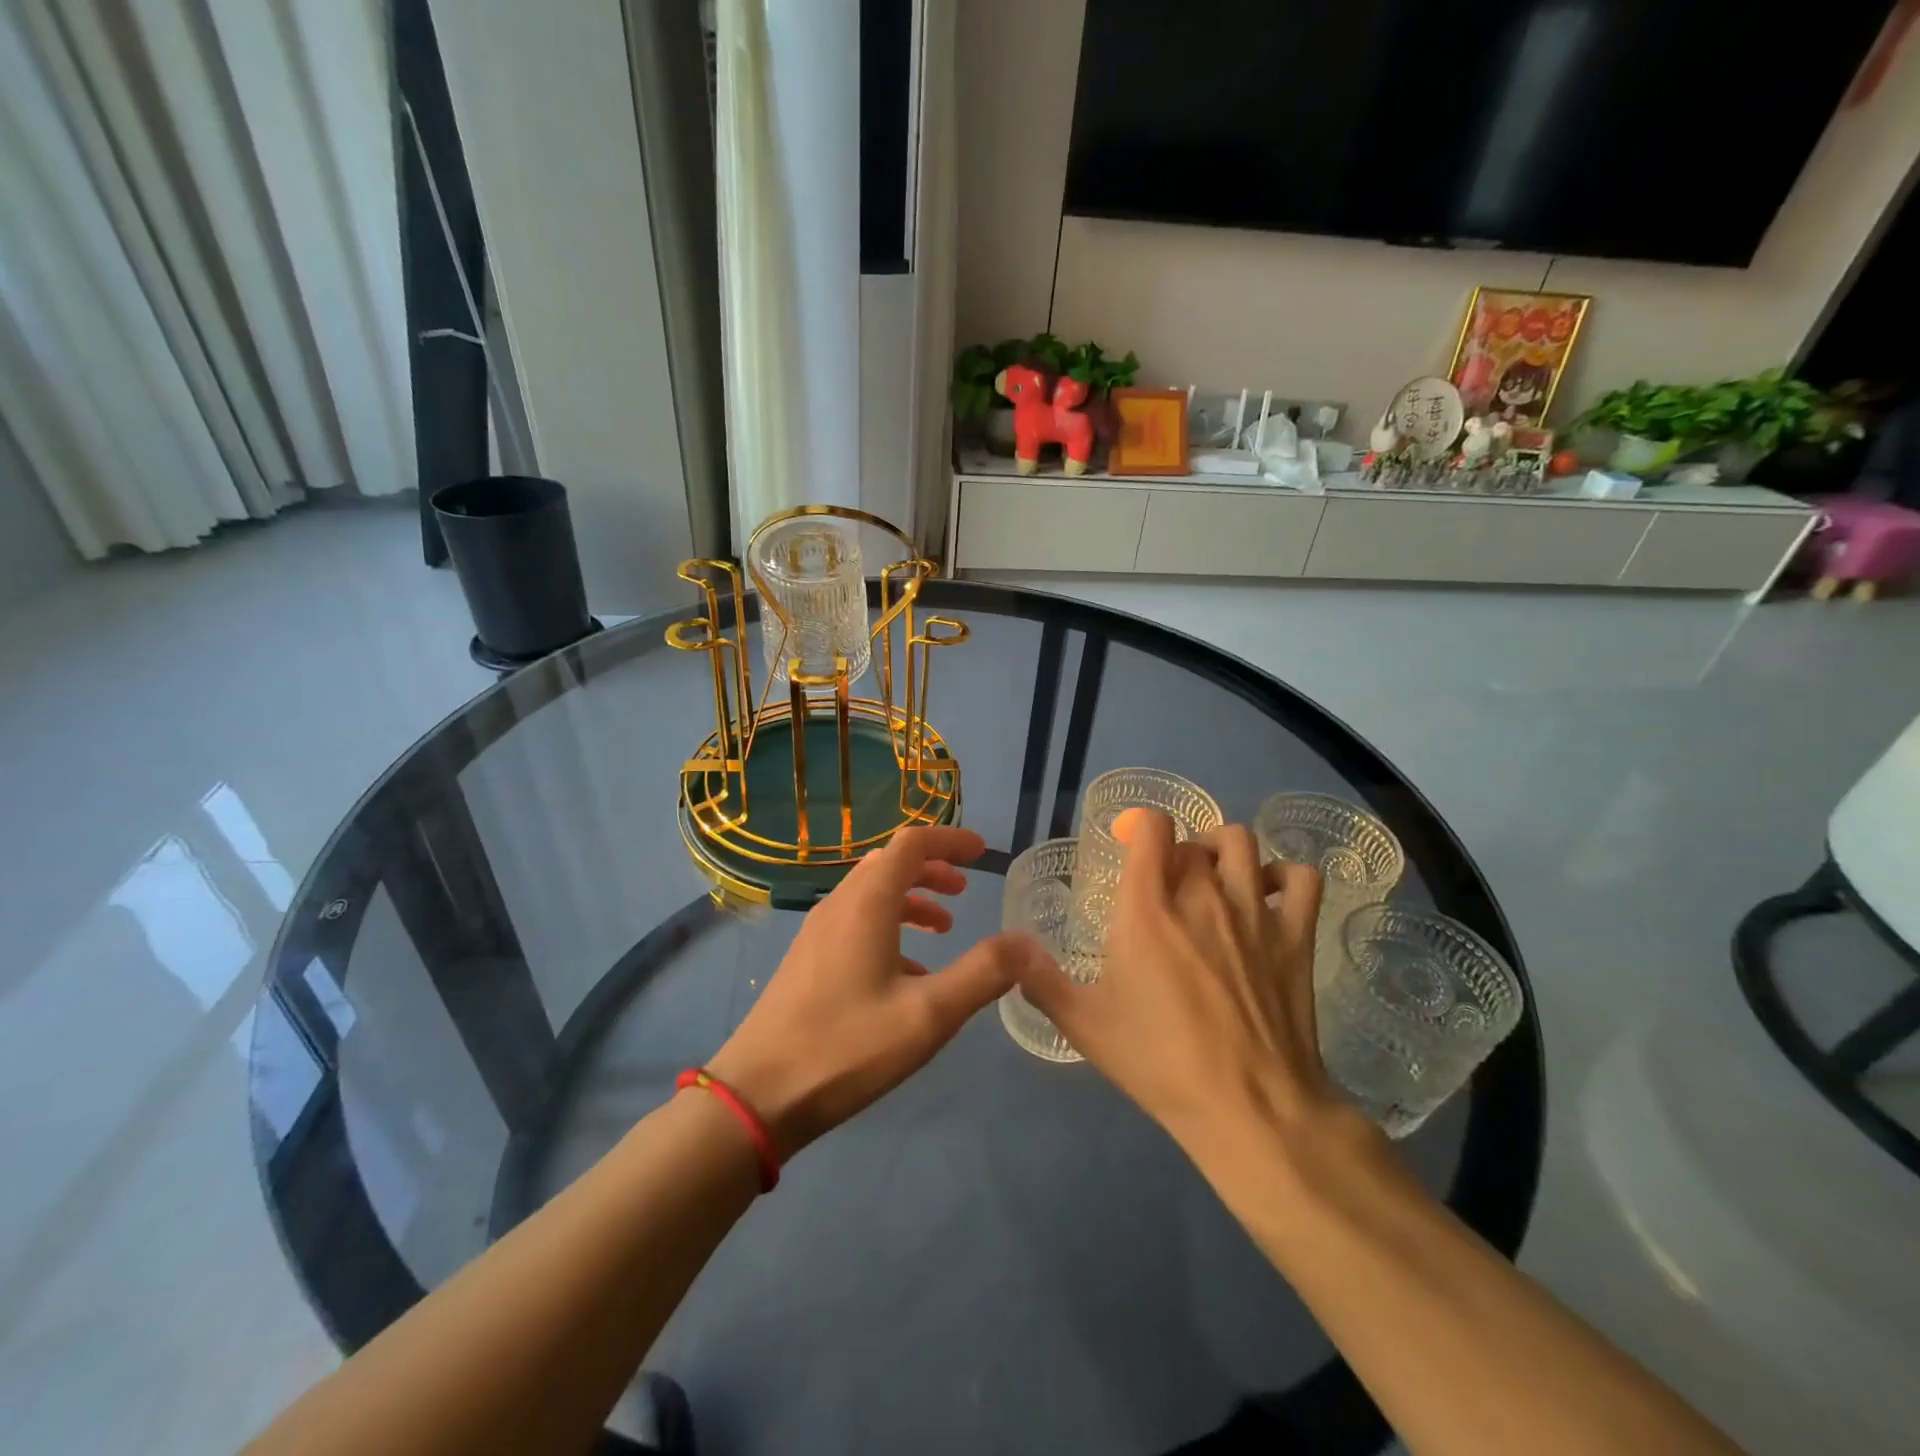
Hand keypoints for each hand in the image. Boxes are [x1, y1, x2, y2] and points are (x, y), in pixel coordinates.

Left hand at [708, 826, 1048, 1158]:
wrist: (758, 1095)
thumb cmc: (847, 1047)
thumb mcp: (928, 1015)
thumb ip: (982, 974)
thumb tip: (1026, 942)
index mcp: (867, 904)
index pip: (912, 844)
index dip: (950, 840)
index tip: (982, 852)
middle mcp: (839, 905)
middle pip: (889, 863)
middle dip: (931, 868)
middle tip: (965, 889)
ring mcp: (817, 932)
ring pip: (870, 893)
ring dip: (911, 898)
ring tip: (944, 927)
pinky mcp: (807, 959)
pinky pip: (855, 922)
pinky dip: (889, 927)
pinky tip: (908, 973)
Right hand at [1011, 810, 1356, 1175]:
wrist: (1249, 1107)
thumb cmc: (1159, 1062)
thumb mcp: (1083, 1024)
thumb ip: (1039, 979)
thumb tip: (1005, 946)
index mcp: (1148, 908)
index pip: (1151, 827)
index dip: (1138, 824)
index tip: (1127, 845)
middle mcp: (1202, 894)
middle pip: (1193, 839)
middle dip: (1176, 852)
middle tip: (1165, 887)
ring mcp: (1254, 912)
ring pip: (1243, 843)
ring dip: (1223, 850)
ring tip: (1213, 878)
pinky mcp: (1296, 936)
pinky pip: (1301, 878)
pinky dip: (1284, 875)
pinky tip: (1268, 895)